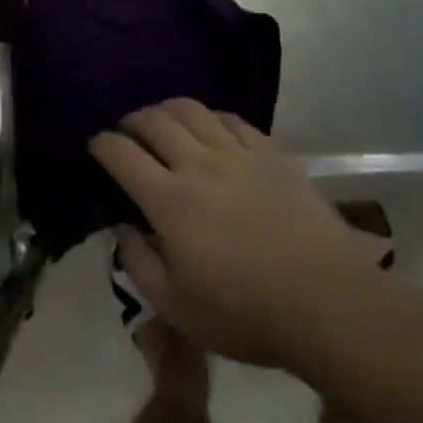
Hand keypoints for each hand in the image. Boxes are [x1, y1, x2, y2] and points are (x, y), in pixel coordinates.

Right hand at [92, 101, 371, 370]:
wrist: (327, 301)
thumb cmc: (246, 313)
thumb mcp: (177, 308)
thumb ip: (138, 264)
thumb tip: (122, 228)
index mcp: (169, 200)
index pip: (121, 154)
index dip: (102, 144)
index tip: (95, 146)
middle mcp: (197, 164)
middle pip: (154, 120)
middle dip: (132, 120)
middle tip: (127, 132)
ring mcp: (236, 152)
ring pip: (191, 110)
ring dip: (167, 109)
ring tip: (163, 121)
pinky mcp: (269, 152)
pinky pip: (230, 118)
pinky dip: (210, 116)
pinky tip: (210, 128)